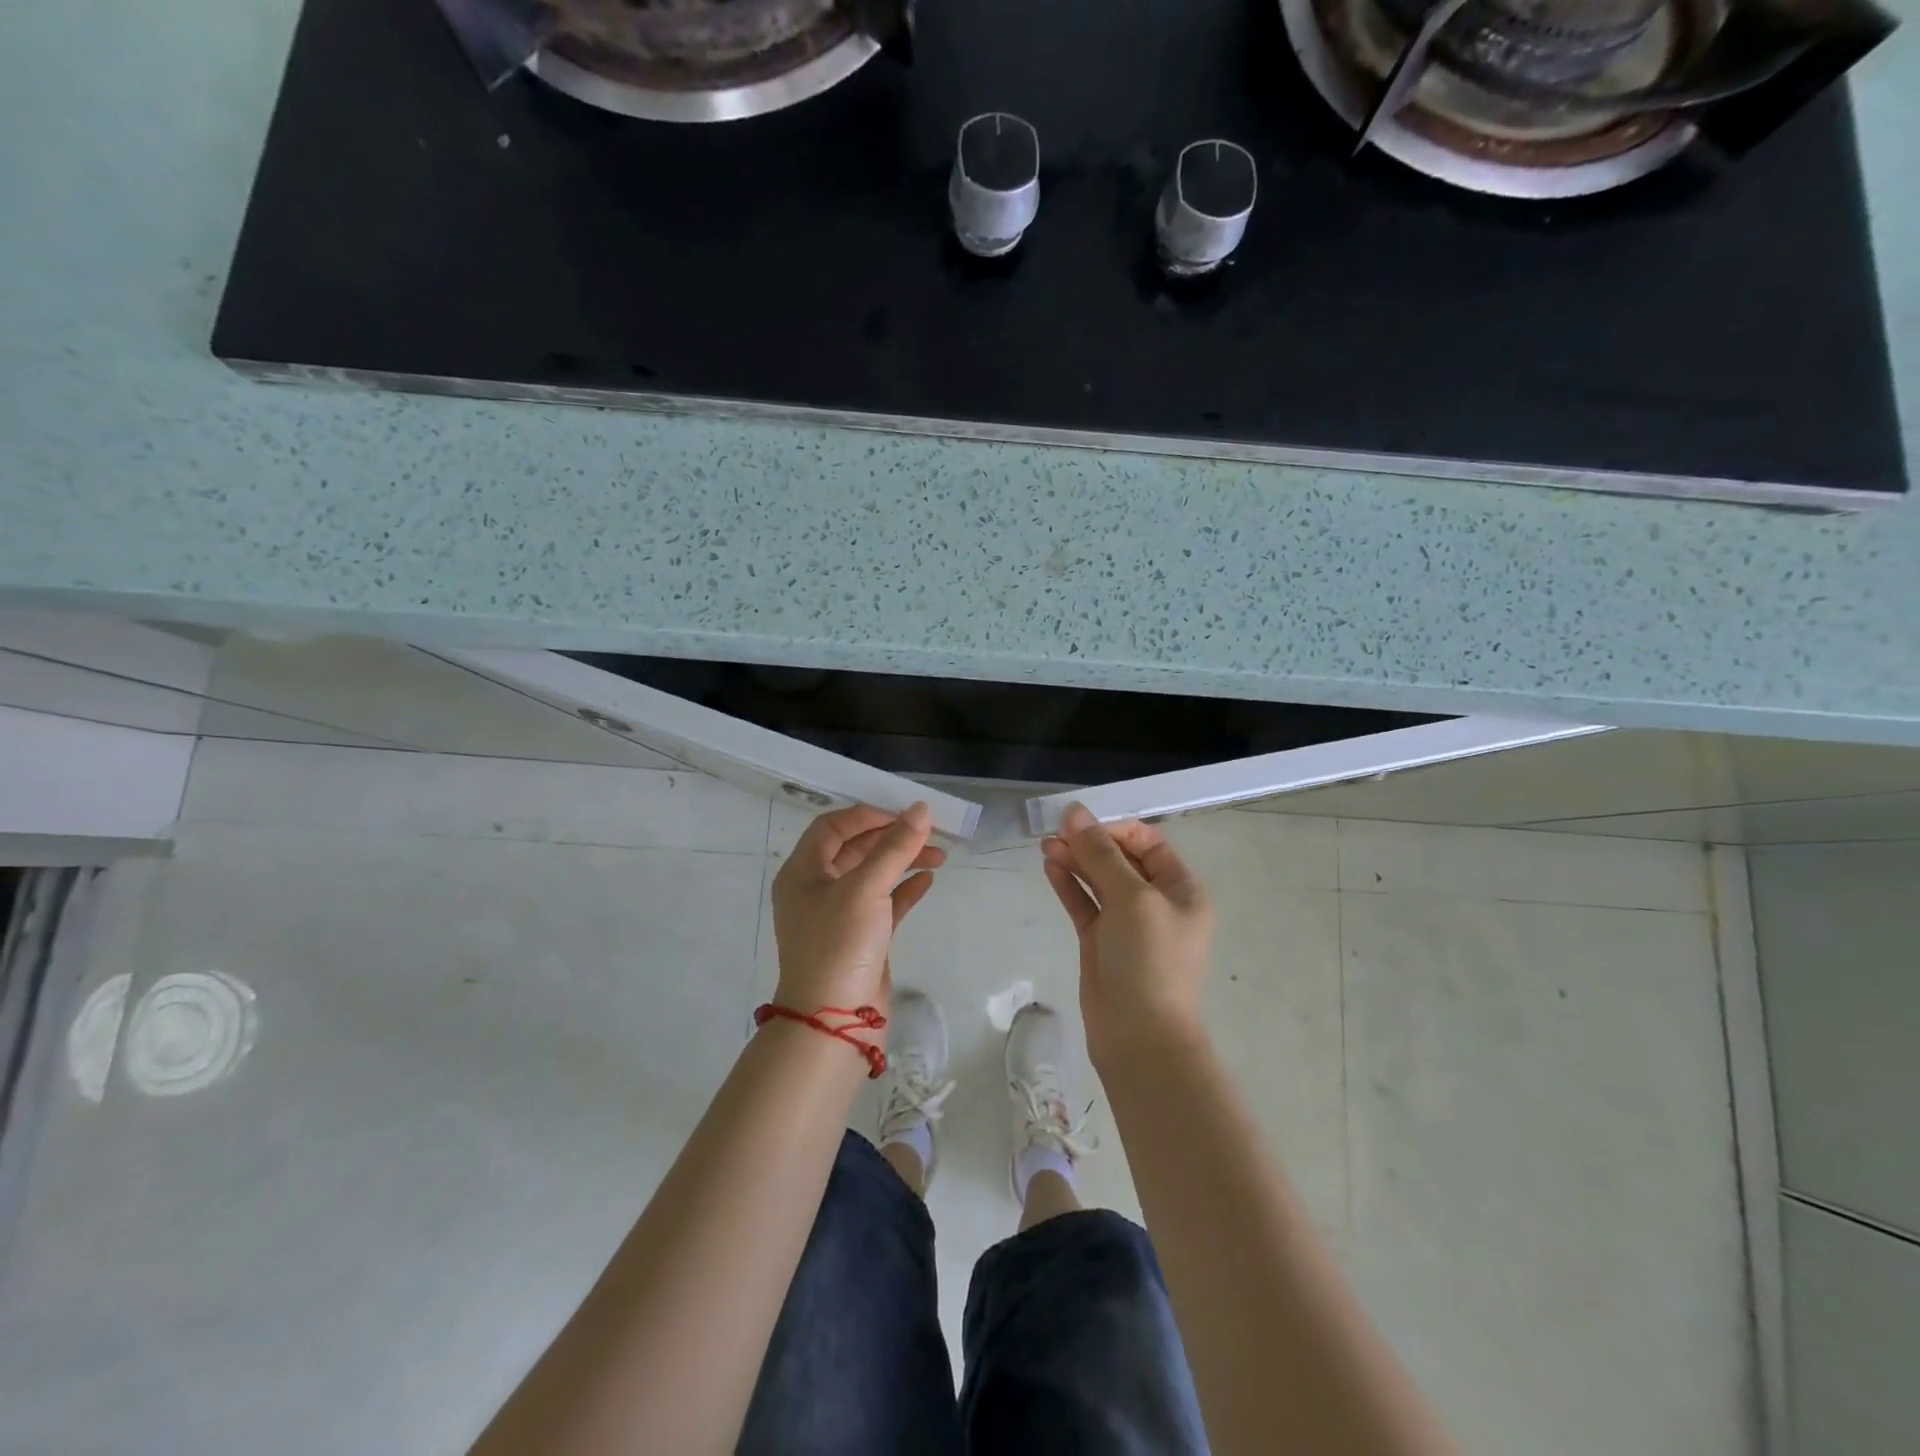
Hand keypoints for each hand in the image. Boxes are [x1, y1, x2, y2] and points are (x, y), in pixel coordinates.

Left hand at [771, 803, 943, 1023]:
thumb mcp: (866, 889)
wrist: (833, 1022)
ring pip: (873, 876)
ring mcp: (838, 915)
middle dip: (892, 839)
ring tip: (939, 856)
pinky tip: (927, 881)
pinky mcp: (860, 938)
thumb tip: (921, 810)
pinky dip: (904, 889)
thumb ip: (895, 847)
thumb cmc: (840, 944)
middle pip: (855, 849)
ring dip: (903, 862)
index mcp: (803, 871)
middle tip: (929, 834)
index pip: (833, 827)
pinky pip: (883, 903)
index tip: (904, 817)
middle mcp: (816, 889)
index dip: (868, 815)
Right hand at [1041, 803, 1213, 1069]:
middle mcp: (1156, 902)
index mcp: (1180, 889)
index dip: (1115, 828)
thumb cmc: (1149, 960)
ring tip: (1046, 844)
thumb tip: (1075, 812)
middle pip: (1120, 859)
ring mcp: (1127, 923)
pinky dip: (1068, 884)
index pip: (1148, 842)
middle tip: (1054, 830)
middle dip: (1090, 842)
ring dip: (1075, 860)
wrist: (1140, 1037)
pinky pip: (1084, 903)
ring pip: (1098, 880)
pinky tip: (1050, 866)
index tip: (1081, 822)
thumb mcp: (1131, 898)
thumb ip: (1101, 854)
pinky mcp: (1100, 942)